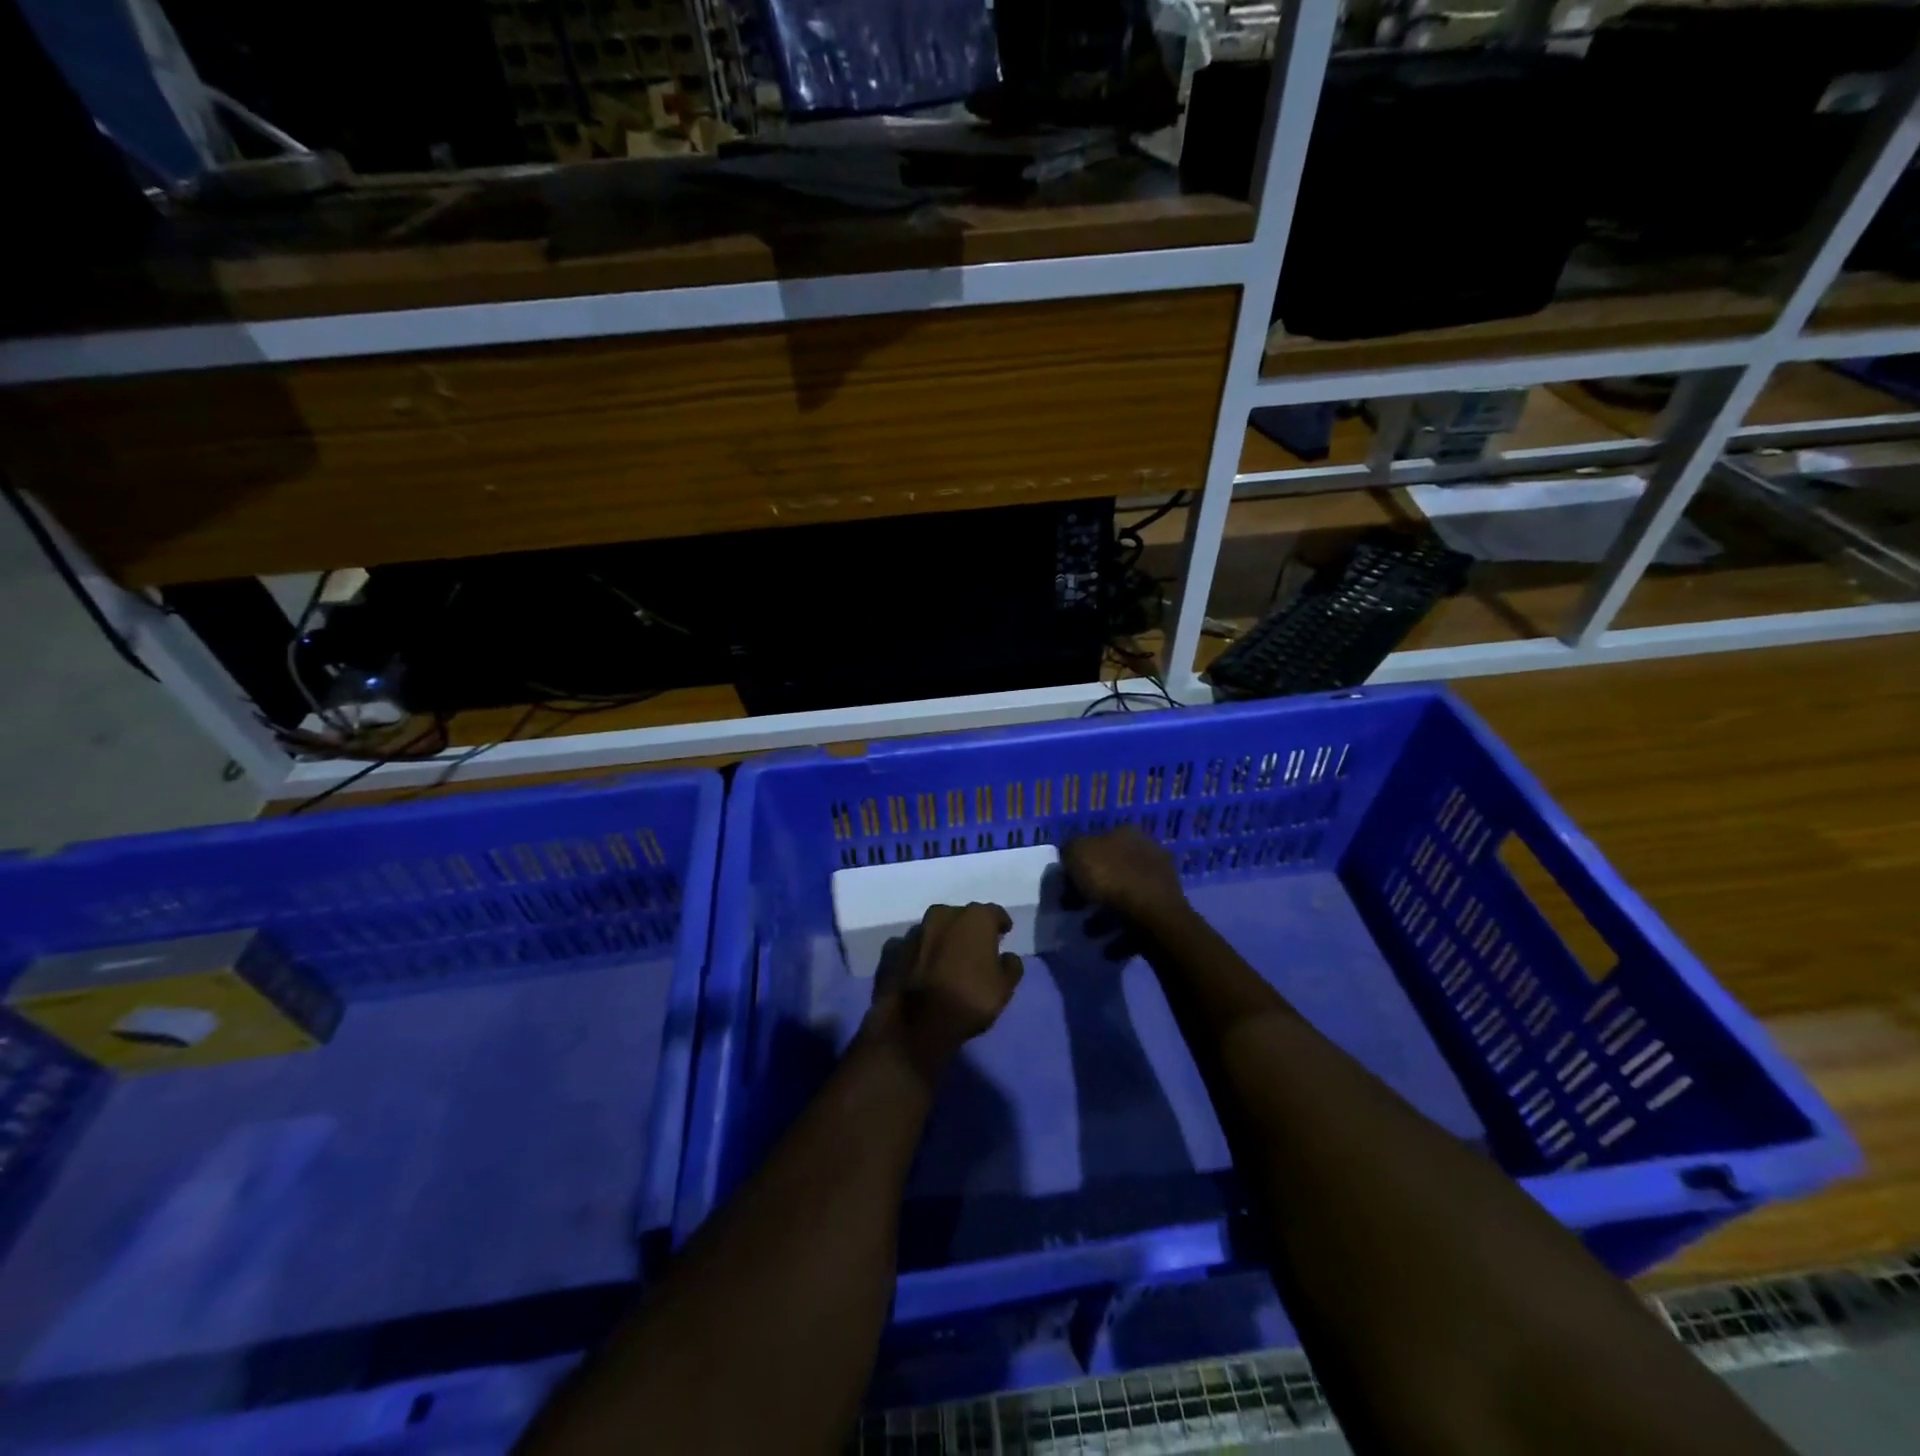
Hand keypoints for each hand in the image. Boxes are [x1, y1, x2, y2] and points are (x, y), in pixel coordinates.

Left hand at [866, 902, 1023, 1076]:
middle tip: (976, 949)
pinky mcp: (892, 949)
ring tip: (947, 961)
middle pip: (961, 917)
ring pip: (935, 930)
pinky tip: (922, 969)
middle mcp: (943, 914)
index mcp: (974, 918)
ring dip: (942, 940)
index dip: (1000, 924)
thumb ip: (1011, 966)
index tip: (1004, 933)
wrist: (915, 1023)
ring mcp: (914, 931)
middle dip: (969, 929)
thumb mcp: (1004, 988)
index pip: (994, 913)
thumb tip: (1007, 956)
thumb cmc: (969, 999)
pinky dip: (919, 954)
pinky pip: (912, 947)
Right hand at [1062, 827, 1187, 931]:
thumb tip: (1071, 858)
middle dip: (1090, 893)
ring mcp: (1159, 882)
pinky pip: (1137, 922)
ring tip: (1090, 933)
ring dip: (1104, 917)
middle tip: (1074, 909)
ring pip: (1123, 898)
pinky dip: (1121, 935)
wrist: (1153, 915)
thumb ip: (1070, 850)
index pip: (1095, 844)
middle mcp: (1146, 852)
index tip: (1064, 885)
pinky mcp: (1166, 911)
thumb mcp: (1077, 853)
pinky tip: (1109, 948)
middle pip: (1110, 872)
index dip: (1077, 864)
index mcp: (1125, 834)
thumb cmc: (1111, 878)